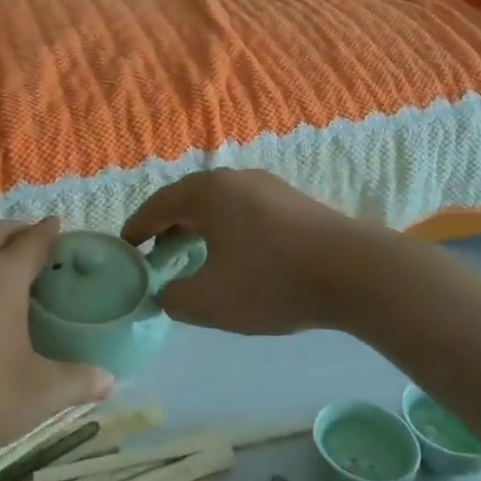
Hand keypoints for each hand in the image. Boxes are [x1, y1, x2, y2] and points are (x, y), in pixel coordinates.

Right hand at [122, 170, 372, 335]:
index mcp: (207, 192)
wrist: (355, 273)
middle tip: (155, 256)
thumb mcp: (210, 301)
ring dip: (198, 228)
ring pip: (218, 204)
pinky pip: (244, 210)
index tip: (125, 248)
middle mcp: (234, 179)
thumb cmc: (272, 281)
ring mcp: (267, 186)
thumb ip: (174, 299)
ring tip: (192, 257)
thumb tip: (164, 293)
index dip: (137, 228)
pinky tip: (235, 256)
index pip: (158, 205)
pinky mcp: (293, 201)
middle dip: (167, 227)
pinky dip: (226, 229)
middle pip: (188, 200)